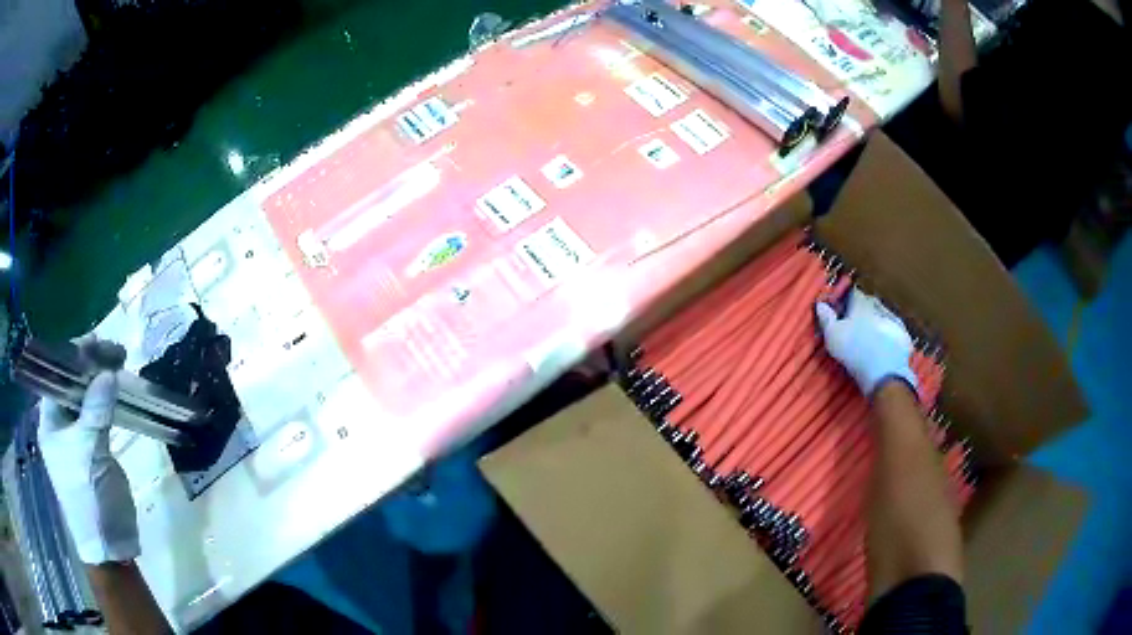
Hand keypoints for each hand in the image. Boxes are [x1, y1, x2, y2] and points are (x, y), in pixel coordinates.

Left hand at [38, 342, 139, 564]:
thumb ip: (96, 409)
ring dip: (102, 381)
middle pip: (72, 382)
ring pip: (86, 397)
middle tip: (117, 355)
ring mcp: (76, 437)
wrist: (110, 547)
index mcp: (49, 421)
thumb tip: (109, 372)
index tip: (100, 345)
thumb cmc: (90, 499)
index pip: (57, 374)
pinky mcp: (93, 449)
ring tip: (121, 367)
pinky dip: (108, 401)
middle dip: (92, 365)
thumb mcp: (90, 453)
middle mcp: (59, 424)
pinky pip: (98, 415)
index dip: (76, 355)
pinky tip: (120, 394)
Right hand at [815, 288, 917, 398]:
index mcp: (861, 303)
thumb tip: (820, 303)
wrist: (884, 373)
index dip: (845, 299)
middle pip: (869, 303)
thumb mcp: (833, 336)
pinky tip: (884, 345)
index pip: (852, 292)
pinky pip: (893, 330)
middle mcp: (879, 306)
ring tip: (869, 336)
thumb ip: (826, 318)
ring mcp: (894, 320)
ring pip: (882, 315)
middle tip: (854, 324)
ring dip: (876, 321)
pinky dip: (888, 335)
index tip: (839, 309)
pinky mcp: (904, 336)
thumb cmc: (855, 351)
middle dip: (862, 310)